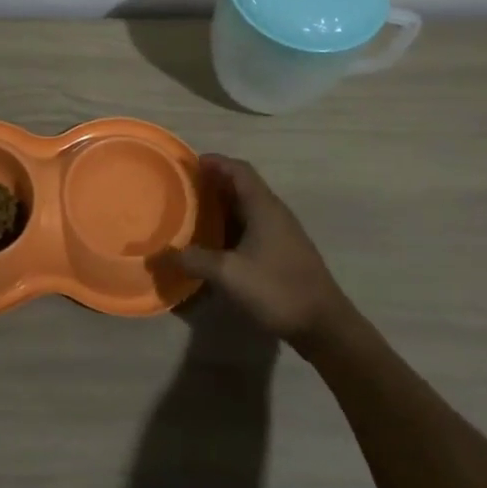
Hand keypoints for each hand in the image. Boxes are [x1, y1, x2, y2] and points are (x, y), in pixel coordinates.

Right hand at [175, 155, 349, 345]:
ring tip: (195, 214)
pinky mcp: (285, 252)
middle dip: (214, 183)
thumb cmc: (277, 289)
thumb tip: (162, 255)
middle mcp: (275, 212)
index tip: (190, 164)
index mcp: (264, 207)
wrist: (324, 325)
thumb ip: (195, 260)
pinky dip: (233, 226)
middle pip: (243, 186)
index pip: (239, 169)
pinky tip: (218, 244)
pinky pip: (254, 226)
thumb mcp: (229, 274)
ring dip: (224, 206)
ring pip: (249, 207)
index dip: (215, 162)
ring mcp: (283, 233)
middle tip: (186, 190)